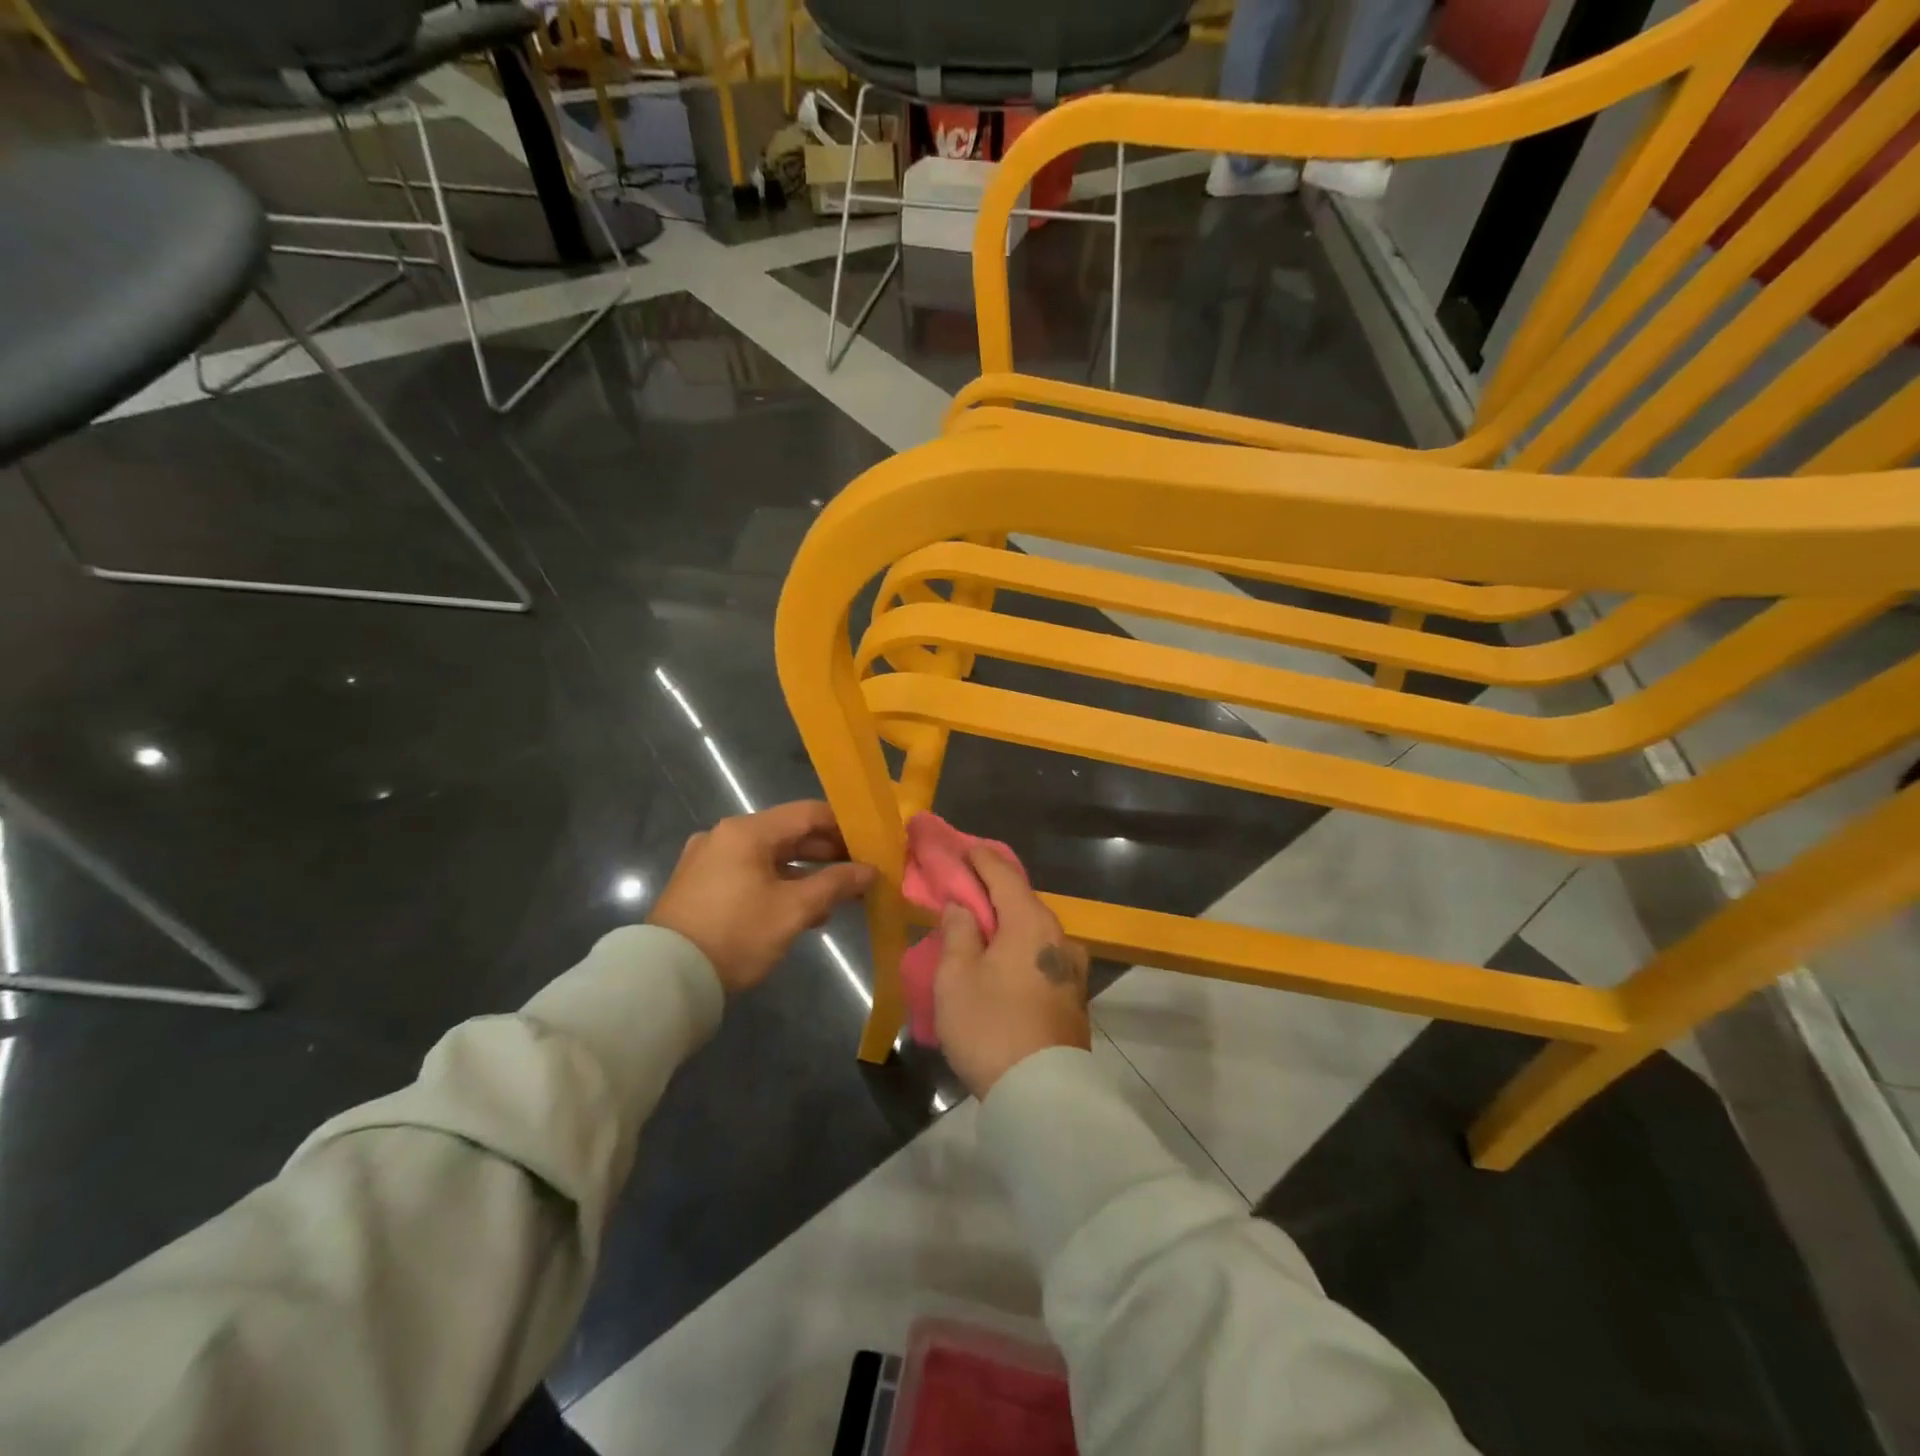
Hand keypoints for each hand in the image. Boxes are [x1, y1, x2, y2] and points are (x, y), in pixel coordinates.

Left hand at [649, 801, 875, 993]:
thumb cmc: (736, 934)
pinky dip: (778, 884)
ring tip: (835, 897)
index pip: (808, 813)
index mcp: (747, 831)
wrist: (665, 978)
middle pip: (788, 834)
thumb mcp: (793, 910)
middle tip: (859, 872)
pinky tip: (799, 910)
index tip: (871, 844)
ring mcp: (708, 860)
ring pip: (769, 857)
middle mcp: (725, 836)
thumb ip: (835, 885)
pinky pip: (749, 874)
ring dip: (804, 873)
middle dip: (826, 853)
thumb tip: (869, 871)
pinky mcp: (699, 885)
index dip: (844, 826)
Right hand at [934, 847, 1090, 1098]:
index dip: (978, 858)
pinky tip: (1000, 959)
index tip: (960, 848)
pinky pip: (1040, 955)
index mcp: (1031, 922)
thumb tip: (962, 906)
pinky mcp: (1073, 995)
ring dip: (1005, 923)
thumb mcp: (957, 977)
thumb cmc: (991, 1027)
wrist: (1043, 1095)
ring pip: (1032, 930)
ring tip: (978, 927)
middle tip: (961, 888)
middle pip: (1021, 900)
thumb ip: (958, 932)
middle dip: (990, 890)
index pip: (1002, 873)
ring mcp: (1071, 967)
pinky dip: (1017, 947)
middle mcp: (1059, 936)